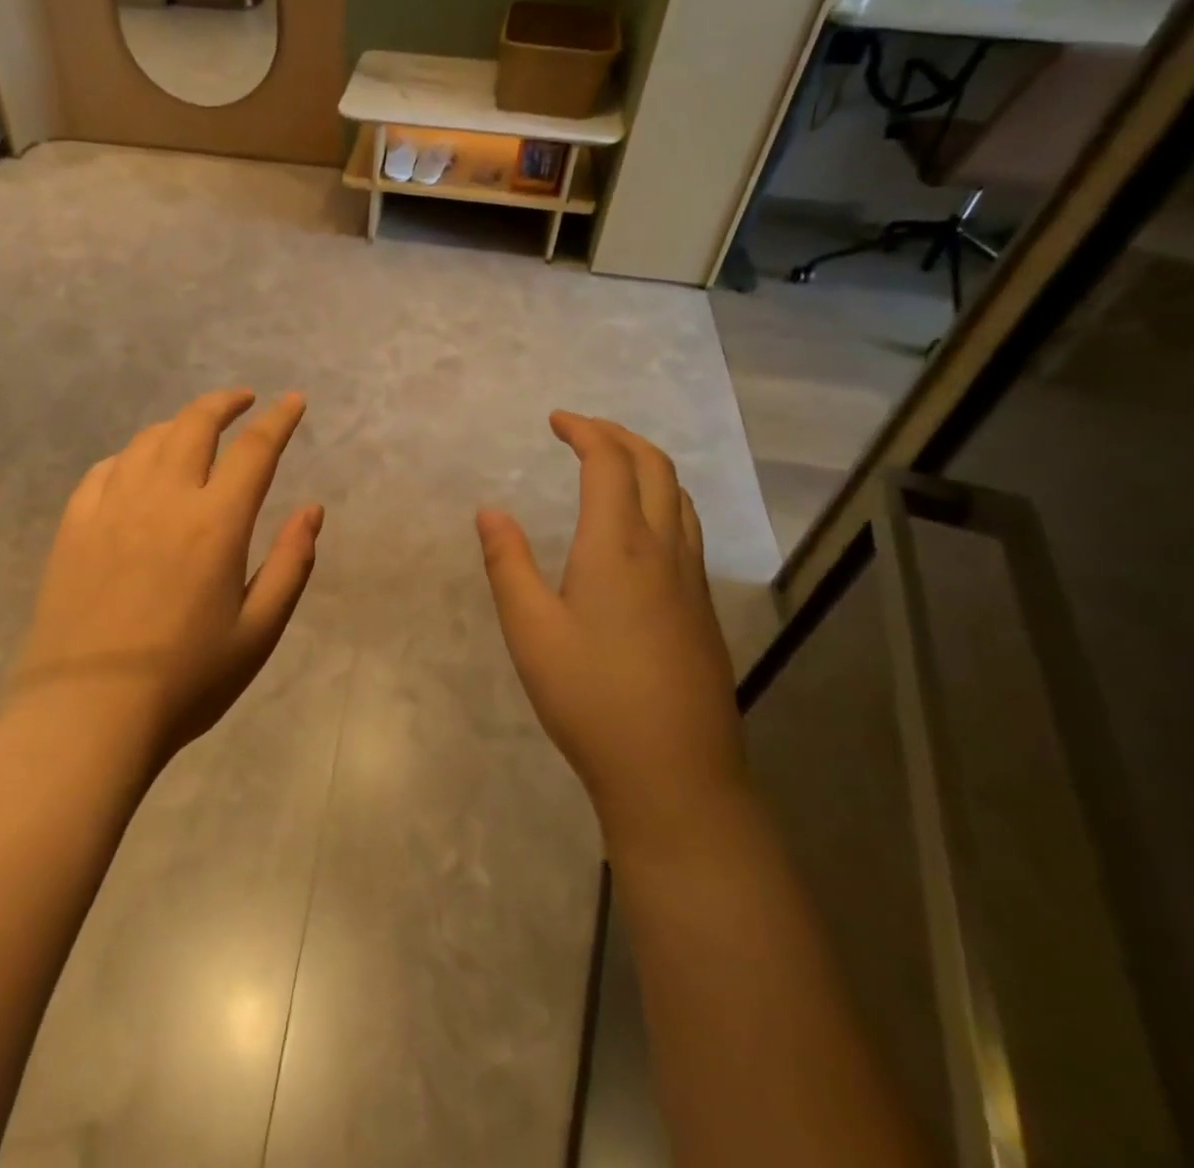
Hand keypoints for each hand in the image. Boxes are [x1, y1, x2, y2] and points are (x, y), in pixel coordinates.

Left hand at [12, 389, 322, 762]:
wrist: (87, 715)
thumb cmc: (185, 681)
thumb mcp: (258, 632)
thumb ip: (291, 564)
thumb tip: (312, 510)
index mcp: (216, 523)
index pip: (255, 449)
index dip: (279, 419)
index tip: (293, 401)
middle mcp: (164, 498)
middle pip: (195, 424)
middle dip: (224, 403)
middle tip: (243, 401)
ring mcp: (112, 508)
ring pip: (148, 440)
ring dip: (179, 424)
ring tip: (195, 433)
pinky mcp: (74, 526)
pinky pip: (104, 470)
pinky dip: (131, 456)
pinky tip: (137, 468)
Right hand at [477, 413, 745, 851]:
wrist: (674, 772)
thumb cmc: (590, 696)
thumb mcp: (530, 630)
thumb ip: (507, 564)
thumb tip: (490, 511)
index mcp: (618, 546)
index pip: (609, 463)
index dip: (584, 431)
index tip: (556, 420)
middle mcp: (664, 550)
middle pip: (655, 466)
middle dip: (618, 436)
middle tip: (581, 431)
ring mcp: (692, 580)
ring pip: (680, 497)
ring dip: (646, 465)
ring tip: (611, 467)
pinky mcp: (703, 609)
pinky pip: (688, 529)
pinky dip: (663, 500)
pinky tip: (639, 530)